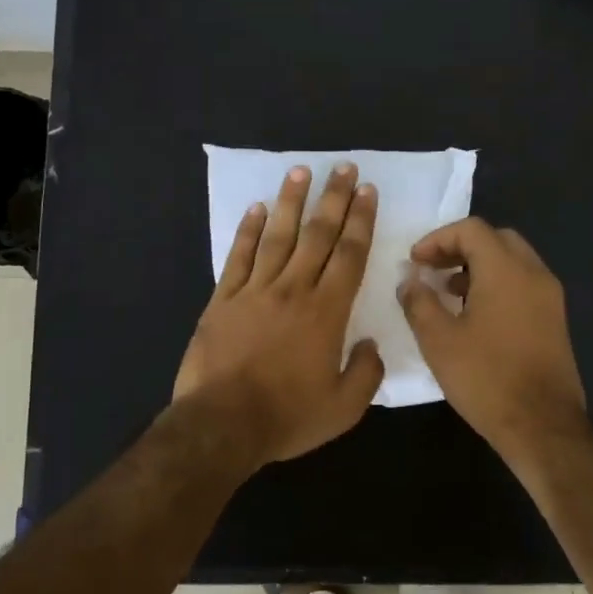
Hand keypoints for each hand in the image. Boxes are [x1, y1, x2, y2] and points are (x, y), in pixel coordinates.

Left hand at [173, 163, 384, 469]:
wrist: (222, 424)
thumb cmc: (287, 417)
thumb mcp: (343, 408)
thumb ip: (365, 373)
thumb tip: (370, 345)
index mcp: (326, 312)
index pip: (349, 255)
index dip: (361, 221)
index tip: (368, 192)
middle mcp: (293, 290)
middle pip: (318, 235)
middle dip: (334, 199)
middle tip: (345, 168)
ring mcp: (255, 291)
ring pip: (278, 236)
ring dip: (291, 201)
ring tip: (301, 171)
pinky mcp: (223, 300)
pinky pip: (239, 256)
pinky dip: (248, 231)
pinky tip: (257, 208)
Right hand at [399, 218, 588, 465]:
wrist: (542, 426)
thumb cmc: (486, 378)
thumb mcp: (439, 340)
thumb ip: (419, 302)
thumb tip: (409, 280)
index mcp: (506, 270)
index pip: (471, 229)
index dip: (437, 238)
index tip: (414, 262)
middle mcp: (534, 274)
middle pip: (496, 239)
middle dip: (460, 248)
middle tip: (431, 269)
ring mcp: (550, 297)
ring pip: (512, 261)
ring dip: (478, 266)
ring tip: (448, 292)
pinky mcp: (555, 320)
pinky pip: (523, 284)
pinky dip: (497, 284)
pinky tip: (475, 315)